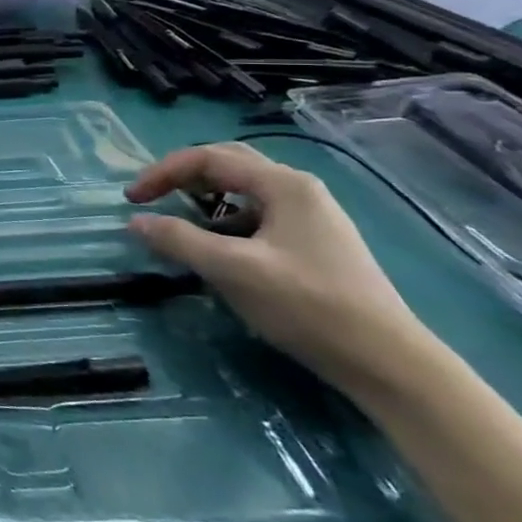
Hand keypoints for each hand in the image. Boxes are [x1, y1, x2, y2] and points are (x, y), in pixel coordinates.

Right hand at [124, 142, 432, 398]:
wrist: (389, 363)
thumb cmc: (308, 306)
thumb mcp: (233, 270)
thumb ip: (179, 240)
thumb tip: (136, 221)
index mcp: (283, 184)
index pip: (207, 158)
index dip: (162, 173)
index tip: (132, 199)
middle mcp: (299, 189)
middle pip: (228, 165)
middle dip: (183, 177)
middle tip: (152, 197)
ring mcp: (312, 217)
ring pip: (243, 192)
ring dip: (204, 200)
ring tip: (179, 224)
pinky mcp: (315, 244)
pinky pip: (258, 216)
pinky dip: (226, 222)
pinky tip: (218, 249)